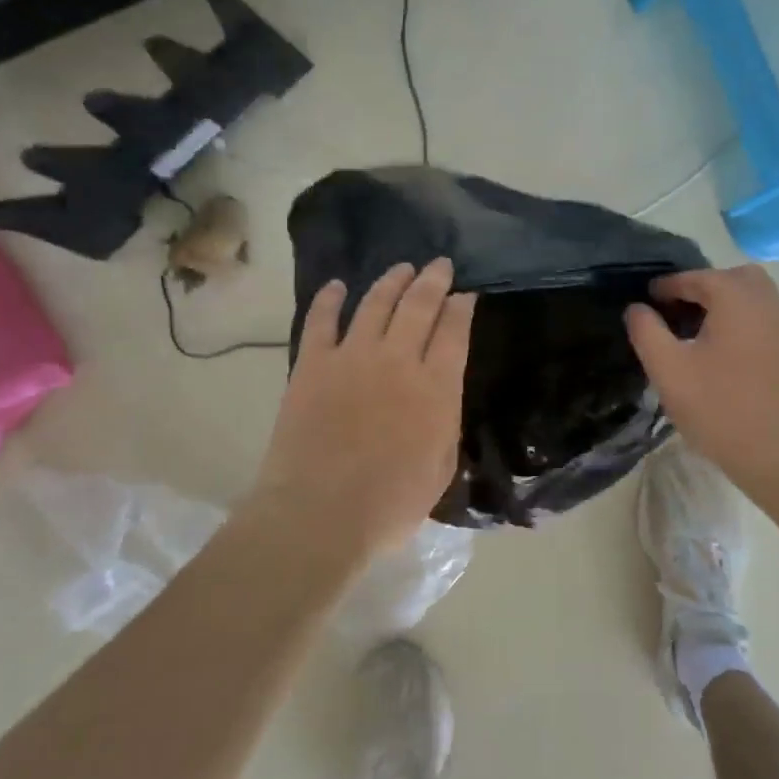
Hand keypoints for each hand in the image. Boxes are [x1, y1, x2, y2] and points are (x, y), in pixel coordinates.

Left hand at [249, 259, 474, 564]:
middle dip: (433, 280)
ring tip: (402, 268)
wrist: (320, 514)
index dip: (461, 307)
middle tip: (440, 264)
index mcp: (435, 388)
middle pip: (419, 305)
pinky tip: (337, 286)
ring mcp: (352, 357)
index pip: (454, 331)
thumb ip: (444, 422)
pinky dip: (329, 299)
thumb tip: (440, 394)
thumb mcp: (440, 467)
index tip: (465, 294)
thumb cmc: (390, 504)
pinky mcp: (312, 364)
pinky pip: (321, 321)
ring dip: (391, 281)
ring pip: (375, 303)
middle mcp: (398, 360)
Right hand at [625, 265, 778, 492]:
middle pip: (735, 278)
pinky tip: (731, 353)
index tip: (650, 299)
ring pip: (758, 297)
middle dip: (706, 286)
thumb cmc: (719, 408)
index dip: (669, 286)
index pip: (697, 278)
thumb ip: (647, 332)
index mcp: (736, 299)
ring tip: (704, 332)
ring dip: (730, 303)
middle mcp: (769, 303)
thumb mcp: (669, 370)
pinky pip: (770, 320)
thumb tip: (637, 308)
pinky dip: (749, 322)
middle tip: (681, 311)